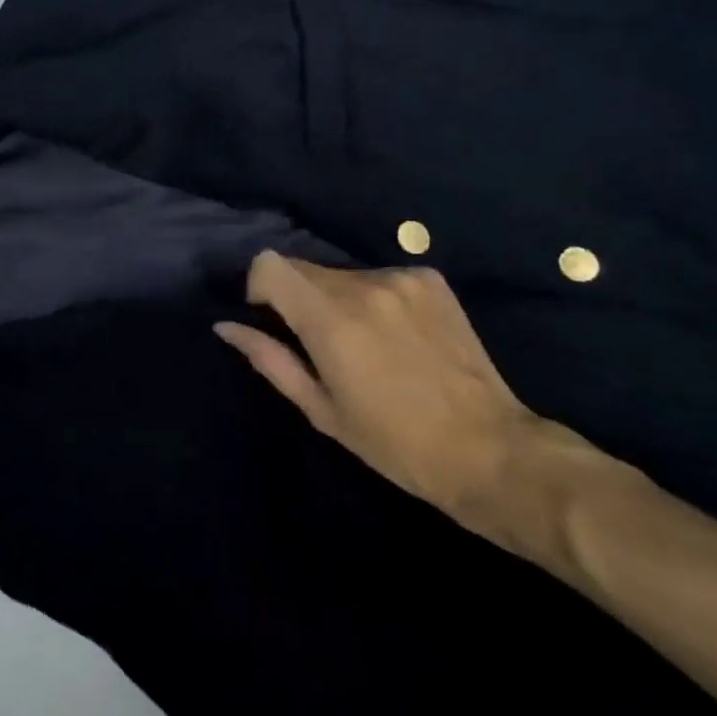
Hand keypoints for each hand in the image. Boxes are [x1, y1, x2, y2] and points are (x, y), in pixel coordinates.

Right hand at [215, 254, 544, 536]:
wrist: (490, 451)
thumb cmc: (395, 444)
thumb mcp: (322, 411)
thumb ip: (270, 360)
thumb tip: (226, 326)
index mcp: (331, 320)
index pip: (270, 264)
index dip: (260, 286)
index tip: (271, 318)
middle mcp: (363, 285)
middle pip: (304, 268)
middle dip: (299, 298)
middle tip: (322, 344)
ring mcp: (401, 278)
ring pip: (342, 274)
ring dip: (338, 299)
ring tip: (367, 345)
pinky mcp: (430, 279)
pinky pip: (380, 276)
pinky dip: (376, 298)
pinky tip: (399, 336)